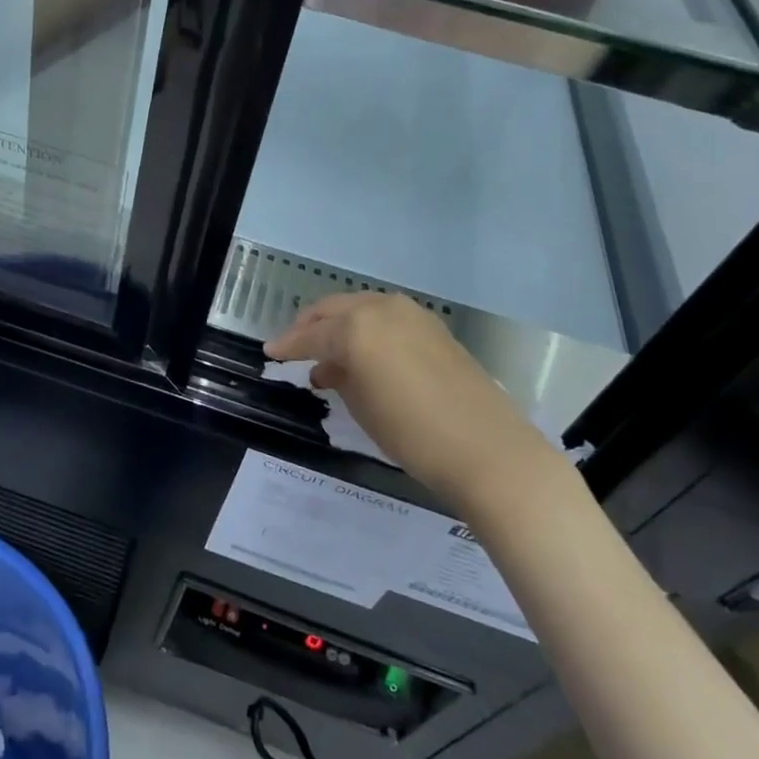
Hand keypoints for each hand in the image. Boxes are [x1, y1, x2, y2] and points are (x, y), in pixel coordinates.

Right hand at [264, 292, 565, 510]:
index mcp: (357, 327)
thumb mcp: (362, 406)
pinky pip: (387, 319)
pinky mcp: (435, 328)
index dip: (287, 345)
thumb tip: (328, 367)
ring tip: (327, 352)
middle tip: (294, 345)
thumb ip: (338, 376)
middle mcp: (382, 309)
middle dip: (310, 326)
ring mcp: (413, 315)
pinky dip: (368, 330)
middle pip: (334, 310)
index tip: (270, 352)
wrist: (488, 450)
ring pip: (361, 309)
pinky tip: (364, 354)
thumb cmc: (413, 433)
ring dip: (340, 326)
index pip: (311, 334)